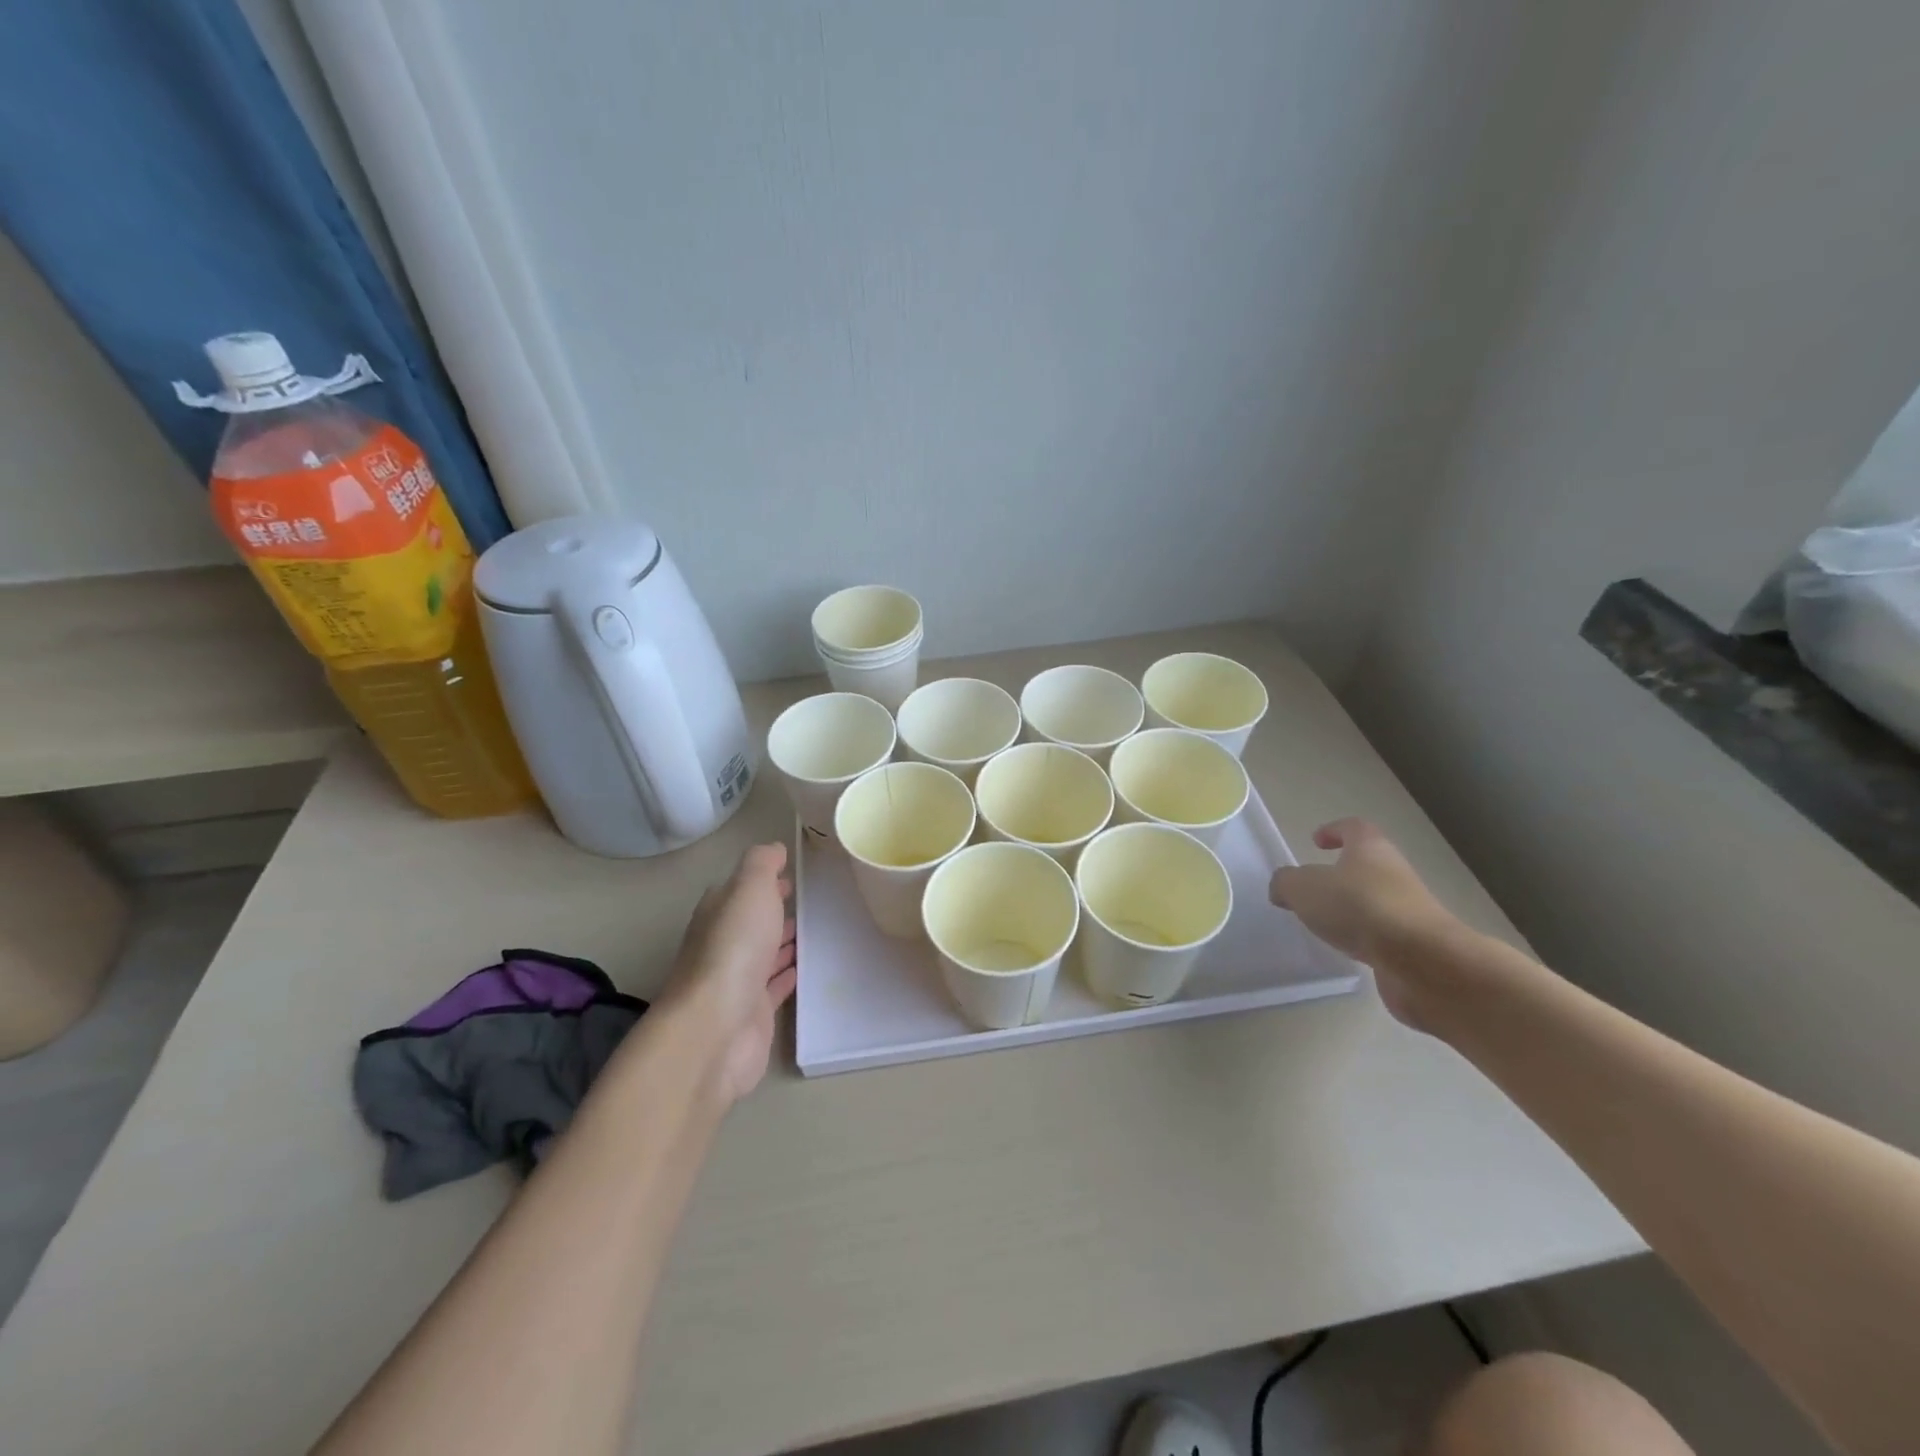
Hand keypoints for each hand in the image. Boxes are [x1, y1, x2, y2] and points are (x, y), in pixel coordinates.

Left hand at [663, 843, 797, 1104]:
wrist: (717, 1027)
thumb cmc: (734, 948)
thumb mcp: (749, 888)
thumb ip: (761, 864)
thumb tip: (774, 848)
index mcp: (717, 913)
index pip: (738, 890)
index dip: (763, 881)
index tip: (792, 875)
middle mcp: (722, 944)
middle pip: (751, 923)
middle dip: (774, 912)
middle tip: (809, 902)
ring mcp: (737, 981)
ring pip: (764, 954)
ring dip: (784, 943)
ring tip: (816, 931)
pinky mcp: (753, 1012)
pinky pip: (775, 987)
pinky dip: (788, 975)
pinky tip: (807, 969)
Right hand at [1269, 818, 1458, 1026]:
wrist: (1424, 961)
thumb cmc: (1360, 908)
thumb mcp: (1303, 888)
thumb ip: (1285, 883)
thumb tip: (1283, 887)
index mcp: (1370, 849)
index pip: (1354, 828)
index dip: (1334, 830)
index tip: (1315, 841)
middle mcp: (1394, 874)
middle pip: (1366, 866)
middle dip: (1340, 875)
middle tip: (1311, 890)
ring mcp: (1408, 910)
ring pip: (1374, 902)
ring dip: (1352, 910)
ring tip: (1324, 924)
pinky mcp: (1414, 946)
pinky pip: (1382, 935)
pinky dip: (1364, 939)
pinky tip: (1346, 951)